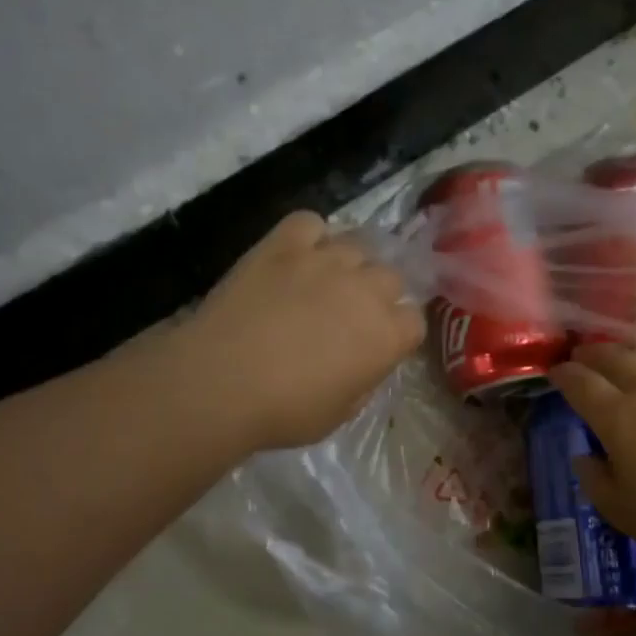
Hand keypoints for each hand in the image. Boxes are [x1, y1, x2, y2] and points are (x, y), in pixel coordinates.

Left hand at [183, 211, 425, 451]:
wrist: (221, 382)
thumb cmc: (285, 411)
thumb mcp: (342, 412)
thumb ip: (365, 380)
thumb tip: (364, 361)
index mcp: (387, 336)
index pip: (414, 320)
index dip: (398, 331)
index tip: (379, 344)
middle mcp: (366, 289)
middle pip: (391, 277)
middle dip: (378, 294)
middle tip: (350, 314)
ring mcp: (325, 260)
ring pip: (357, 245)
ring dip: (349, 264)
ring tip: (326, 282)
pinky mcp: (284, 244)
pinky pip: (310, 223)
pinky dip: (310, 236)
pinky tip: (298, 256)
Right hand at [549, 345, 635, 574]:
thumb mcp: (621, 511)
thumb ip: (594, 480)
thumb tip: (584, 457)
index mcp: (618, 416)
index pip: (581, 383)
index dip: (564, 375)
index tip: (555, 372)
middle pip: (615, 357)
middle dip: (593, 353)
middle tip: (582, 354)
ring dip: (632, 352)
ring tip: (626, 357)